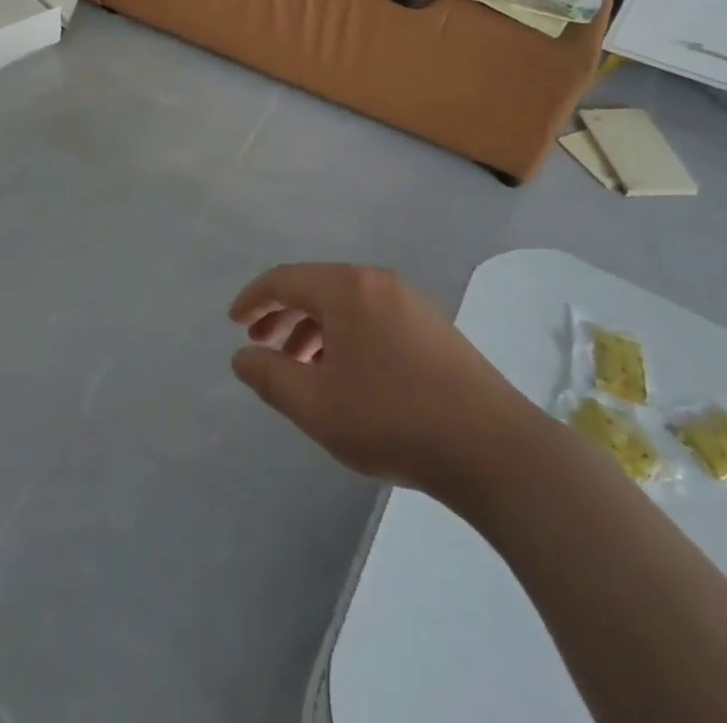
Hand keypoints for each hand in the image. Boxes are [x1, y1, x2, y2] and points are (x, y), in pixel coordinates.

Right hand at [229, 264, 530, 495]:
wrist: (492, 447)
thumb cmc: (392, 418)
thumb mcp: (316, 404)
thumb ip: (270, 377)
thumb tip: (242, 356)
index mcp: (346, 288)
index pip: (285, 279)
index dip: (254, 298)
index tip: (234, 321)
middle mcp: (377, 282)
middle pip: (317, 288)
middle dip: (283, 314)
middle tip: (261, 343)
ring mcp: (410, 302)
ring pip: (346, 306)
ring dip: (314, 330)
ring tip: (300, 368)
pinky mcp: (433, 328)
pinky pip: (372, 319)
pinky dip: (345, 337)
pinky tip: (346, 376)